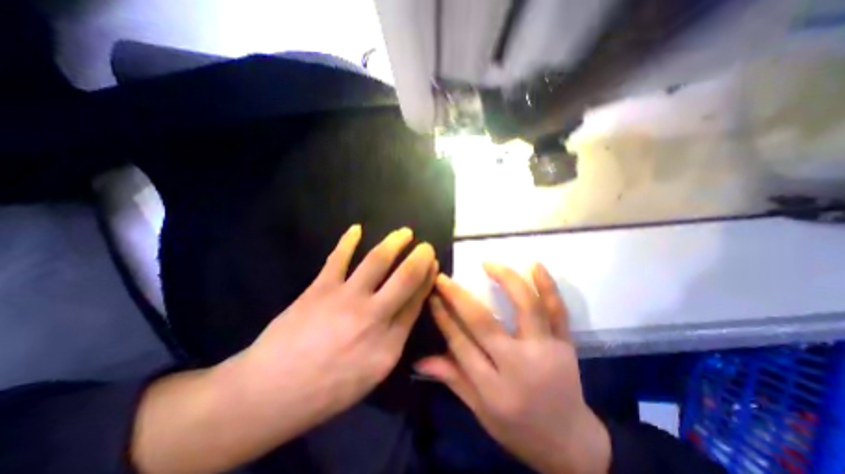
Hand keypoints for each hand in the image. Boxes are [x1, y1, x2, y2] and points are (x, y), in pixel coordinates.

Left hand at [233, 224, 439, 422]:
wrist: (271, 393)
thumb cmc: (328, 390)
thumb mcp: (374, 373)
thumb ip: (395, 339)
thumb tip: (408, 308)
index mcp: (389, 342)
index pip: (417, 300)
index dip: (427, 279)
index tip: (432, 265)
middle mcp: (373, 315)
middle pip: (406, 276)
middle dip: (420, 257)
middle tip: (426, 246)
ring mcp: (346, 298)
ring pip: (378, 259)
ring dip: (395, 241)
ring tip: (404, 232)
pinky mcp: (320, 288)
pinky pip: (338, 257)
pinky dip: (348, 240)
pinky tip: (356, 229)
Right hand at [419, 263, 611, 473]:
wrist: (571, 444)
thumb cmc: (518, 430)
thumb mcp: (480, 412)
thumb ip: (452, 379)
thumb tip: (418, 360)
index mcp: (494, 389)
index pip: (460, 343)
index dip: (443, 317)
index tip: (432, 295)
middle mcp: (519, 366)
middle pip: (484, 322)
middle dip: (459, 296)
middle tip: (444, 278)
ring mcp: (546, 351)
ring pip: (526, 307)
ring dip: (506, 279)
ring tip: (488, 263)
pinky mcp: (565, 344)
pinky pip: (558, 310)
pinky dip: (547, 285)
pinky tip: (534, 264)